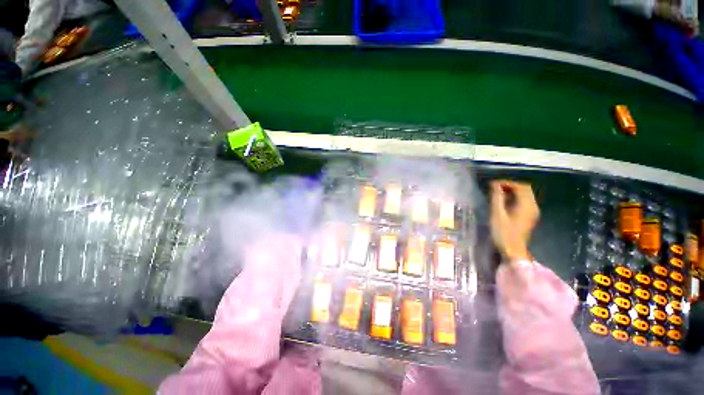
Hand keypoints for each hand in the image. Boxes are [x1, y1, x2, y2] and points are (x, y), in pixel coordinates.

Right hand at [490, 180, 539, 261]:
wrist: (513, 250)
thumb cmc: (503, 232)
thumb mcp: (497, 214)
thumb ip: (497, 197)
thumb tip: (494, 184)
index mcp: (526, 205)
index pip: (520, 186)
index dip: (507, 182)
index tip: (492, 184)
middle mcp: (533, 206)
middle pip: (525, 189)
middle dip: (510, 186)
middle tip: (494, 188)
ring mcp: (533, 212)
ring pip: (525, 195)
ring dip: (512, 192)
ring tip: (497, 194)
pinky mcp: (529, 217)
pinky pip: (524, 202)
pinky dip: (514, 198)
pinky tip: (504, 203)